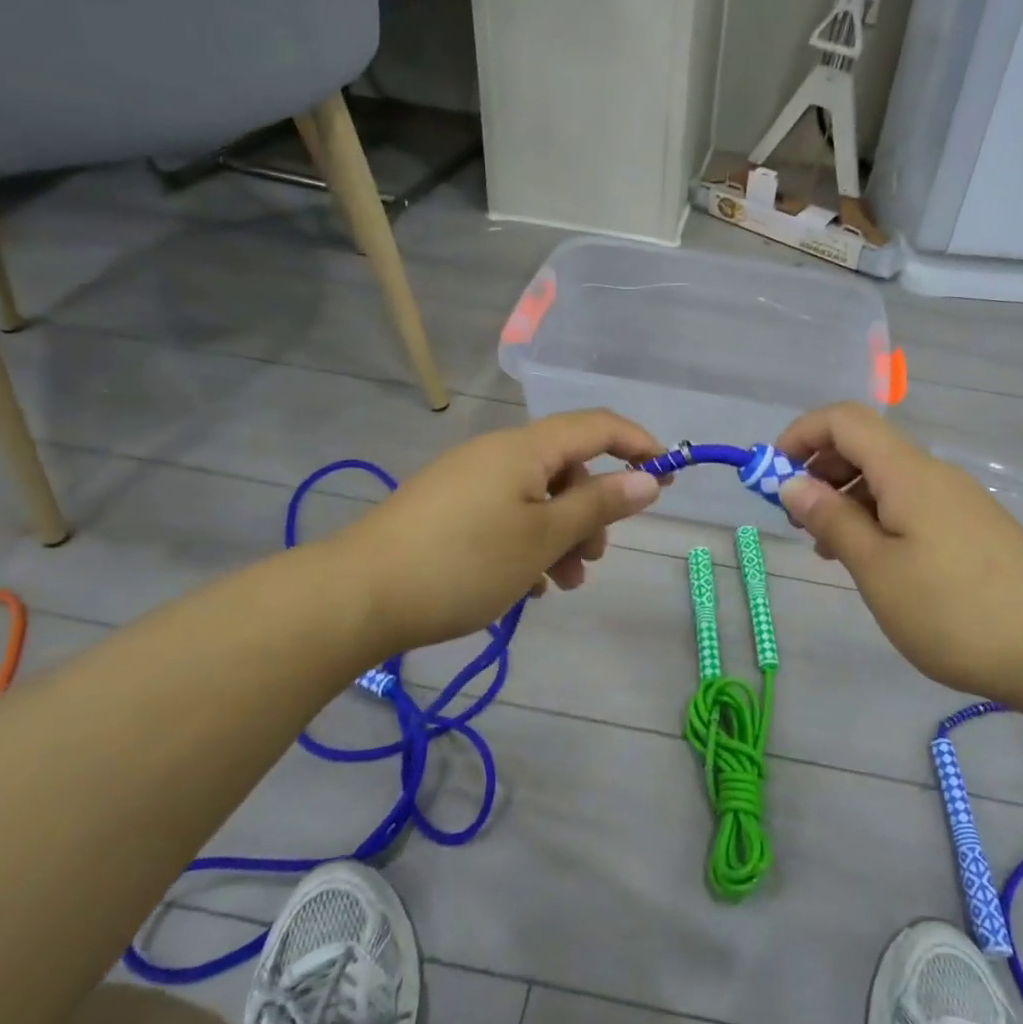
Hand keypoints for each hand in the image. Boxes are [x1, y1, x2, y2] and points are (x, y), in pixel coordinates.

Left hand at [331, 411, 665, 654]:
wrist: (355, 597)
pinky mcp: (448, 510)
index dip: (638, 444)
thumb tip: (648, 479)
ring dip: (561, 536)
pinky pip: (506, 515)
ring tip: (559, 585)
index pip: (597, 425)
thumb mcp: (543, 538)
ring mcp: (469, 481)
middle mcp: (498, 454)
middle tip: (593, 559)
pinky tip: (523, 587)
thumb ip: (600, 506)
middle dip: (592, 511)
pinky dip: (527, 543)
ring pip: (538, 498)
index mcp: (525, 448)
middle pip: (567, 468)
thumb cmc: (463, 563)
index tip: (668, 476)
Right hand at [775, 404, 1022, 706]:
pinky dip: (877, 518)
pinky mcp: (971, 527)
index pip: (844, 419)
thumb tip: (791, 482)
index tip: (772, 475)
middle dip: (820, 470)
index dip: (801, 434)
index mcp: (907, 472)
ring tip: (828, 550)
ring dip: (846, 499)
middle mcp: (932, 474)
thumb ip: (832, 519)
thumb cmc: (955, 611)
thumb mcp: (878, 570)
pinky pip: (910, 504)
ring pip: (886, 478)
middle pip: (864, 445)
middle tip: (799, 521)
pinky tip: (873, 562)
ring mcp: (956, 500)